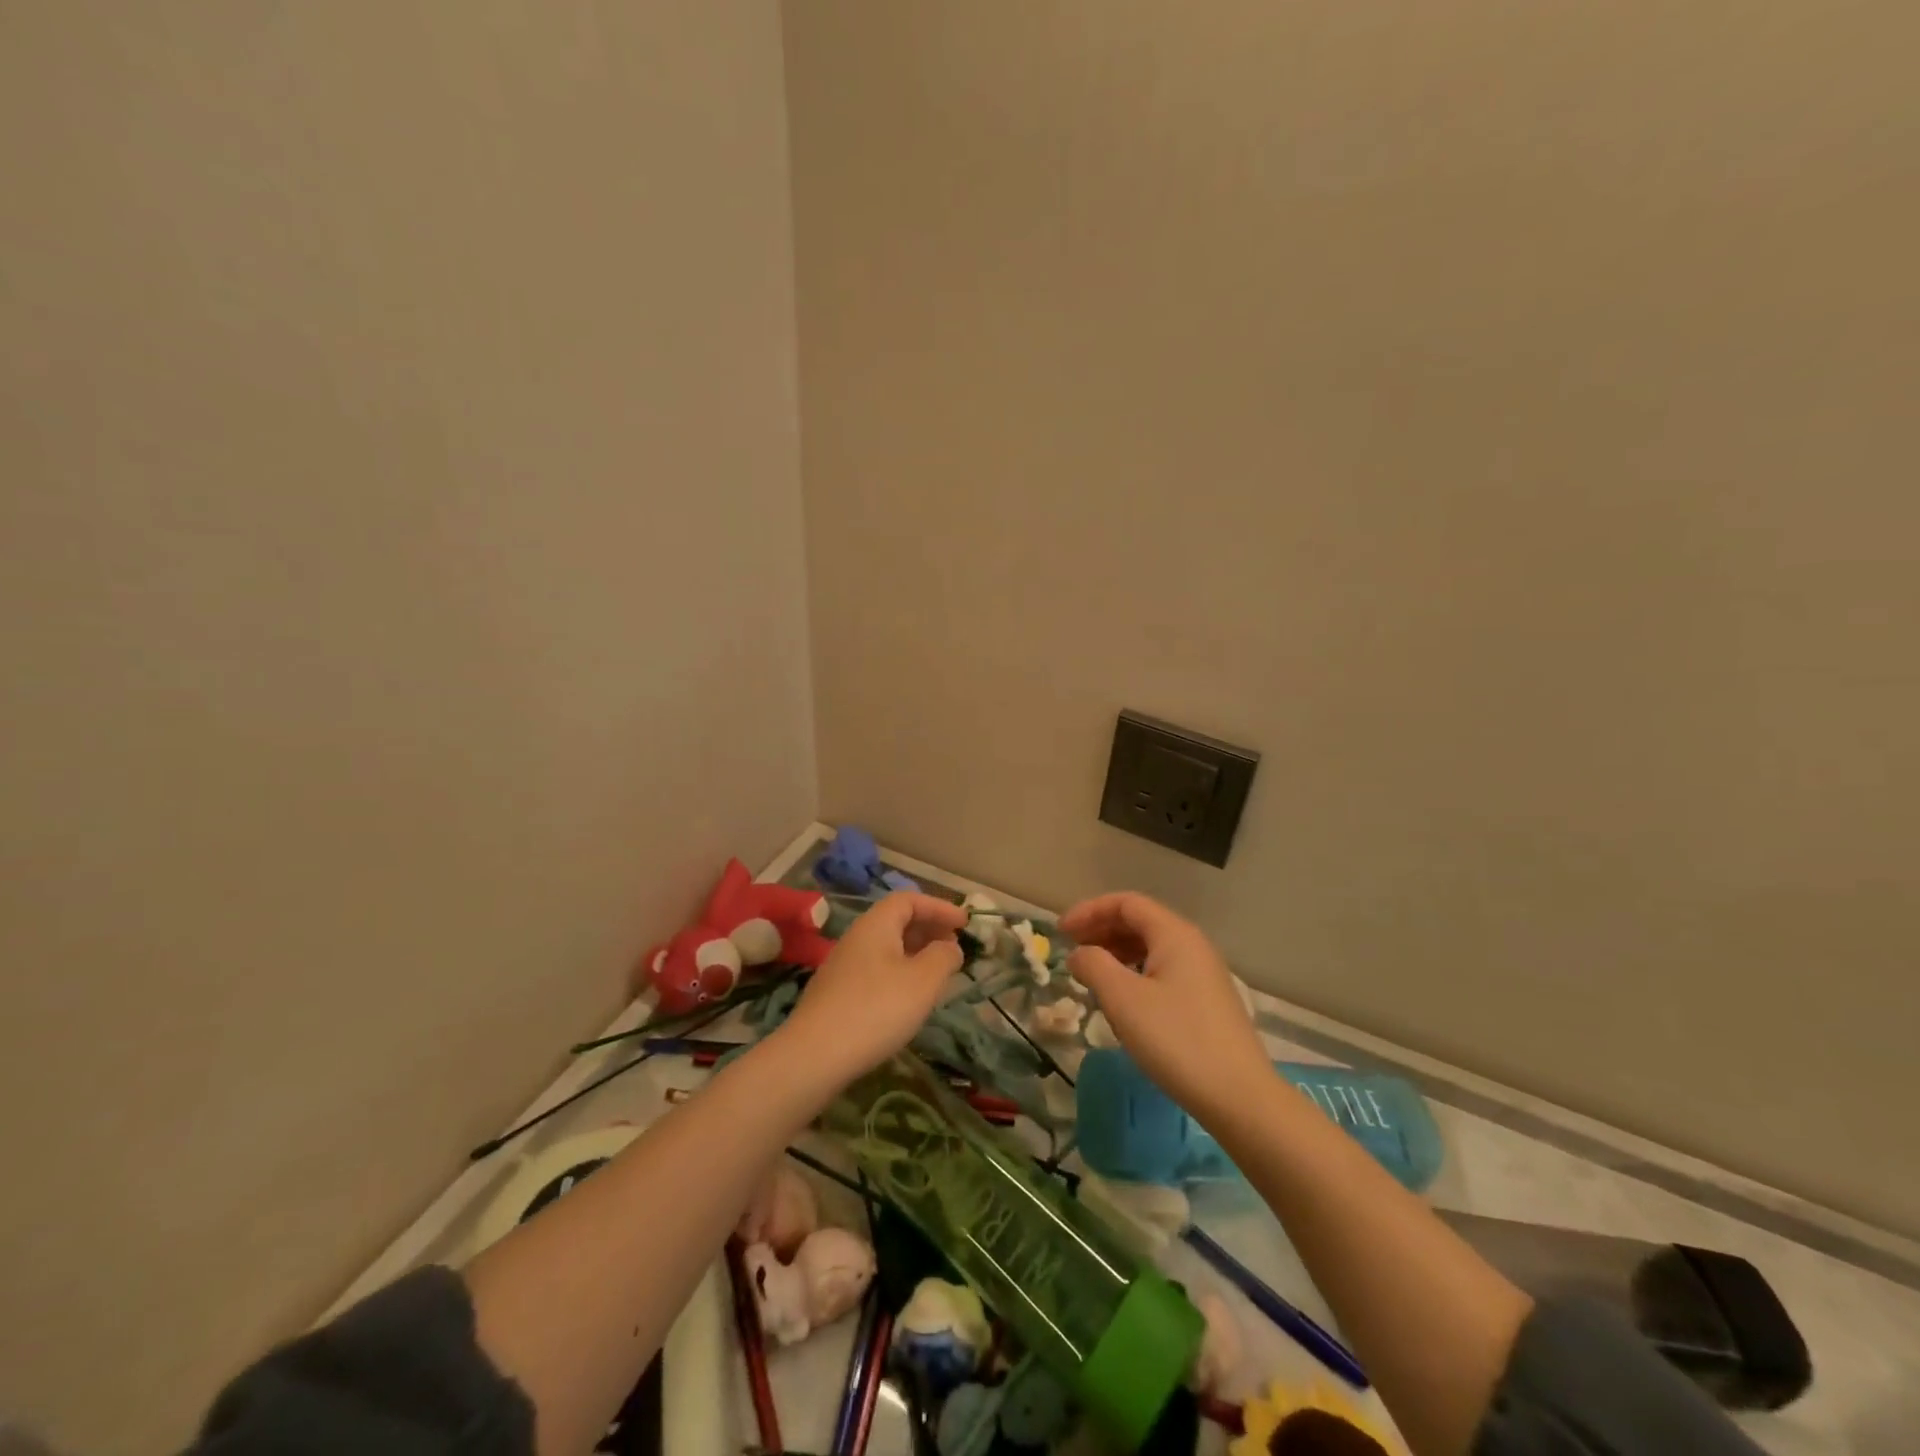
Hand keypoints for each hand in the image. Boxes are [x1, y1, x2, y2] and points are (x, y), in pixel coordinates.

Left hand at [778, 892, 967, 1083]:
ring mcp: (843, 966)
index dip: (939, 907)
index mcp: (876, 924)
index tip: (964, 924)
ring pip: (886, 948)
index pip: (909, 900)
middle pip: (896, 921)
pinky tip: (908, 998)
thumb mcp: (923, 980)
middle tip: (954, 948)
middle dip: (928, 930)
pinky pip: (876, 969)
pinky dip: (899, 972)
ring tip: (937, 974)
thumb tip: (950, 947)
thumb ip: (943, 957)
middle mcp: (856, 937)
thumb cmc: (877, 1009)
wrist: (814, 1056)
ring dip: (915, 953)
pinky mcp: (837, 993)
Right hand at [1062, 892, 1271, 1122]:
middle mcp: (1192, 945)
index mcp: (1174, 934)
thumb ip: (1094, 965)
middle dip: (1101, 930)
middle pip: (1140, 921)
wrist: (1240, 1097)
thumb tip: (1079, 954)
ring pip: (1151, 948)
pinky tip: (1122, 999)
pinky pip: (1163, 970)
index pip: (1126, 903)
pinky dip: (1134, 972)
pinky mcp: (1207, 1001)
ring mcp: (1203, 973)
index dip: (1089, 911)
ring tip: (1091, 973)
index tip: (1061, 932)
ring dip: (1116, 952)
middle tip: (1071, 950)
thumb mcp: (1123, 999)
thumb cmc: (1176, 1039)